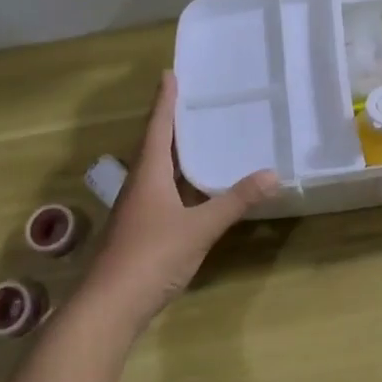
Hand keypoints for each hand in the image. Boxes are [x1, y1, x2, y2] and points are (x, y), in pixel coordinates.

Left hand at [80, 72, 278, 327]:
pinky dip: (176, 180)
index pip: (157, 128)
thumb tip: (272, 174)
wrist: (109, 307)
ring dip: (172, 151)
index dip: (165, 101)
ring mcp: (136, 210)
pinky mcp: (139, 231)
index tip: (169, 74)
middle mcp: (138, 186)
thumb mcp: (199, 227)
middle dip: (169, 122)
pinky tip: (192, 188)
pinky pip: (159, 192)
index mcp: (148, 175)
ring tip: (196, 137)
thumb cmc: (151, 256)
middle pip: (153, 145)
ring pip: (155, 170)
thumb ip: (235, 201)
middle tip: (190, 100)